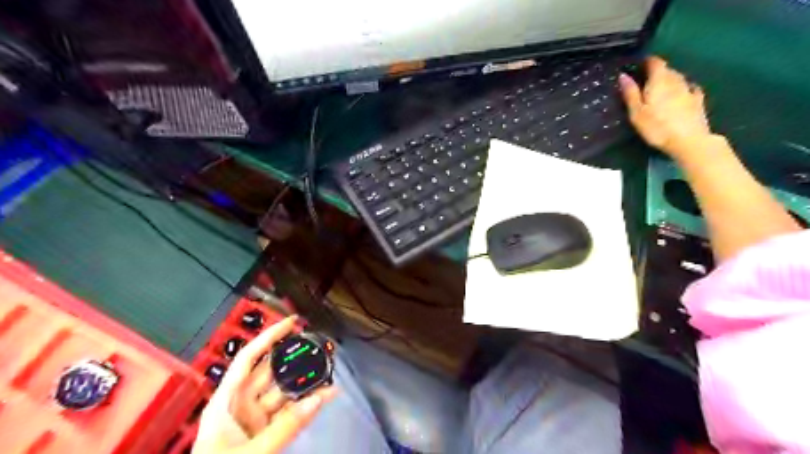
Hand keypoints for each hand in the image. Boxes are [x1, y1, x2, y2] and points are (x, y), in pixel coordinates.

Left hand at [191, 315, 335, 452]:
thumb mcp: (251, 452)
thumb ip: (286, 426)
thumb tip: (319, 398)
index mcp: (226, 402)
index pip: (248, 359)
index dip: (268, 337)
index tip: (291, 322)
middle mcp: (240, 405)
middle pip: (269, 373)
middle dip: (293, 358)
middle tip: (316, 346)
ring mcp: (254, 420)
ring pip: (283, 393)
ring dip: (305, 383)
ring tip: (327, 370)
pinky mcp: (265, 433)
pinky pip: (289, 413)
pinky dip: (306, 405)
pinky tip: (324, 396)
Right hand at [618, 55, 710, 158]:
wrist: (688, 140)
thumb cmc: (657, 127)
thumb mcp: (637, 112)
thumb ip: (630, 93)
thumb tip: (623, 75)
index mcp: (659, 81)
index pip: (655, 63)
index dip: (647, 61)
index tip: (639, 65)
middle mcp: (676, 81)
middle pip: (667, 70)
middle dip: (657, 72)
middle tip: (645, 80)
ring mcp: (689, 90)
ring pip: (678, 78)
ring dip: (669, 79)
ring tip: (660, 87)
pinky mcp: (698, 101)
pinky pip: (690, 88)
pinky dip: (684, 88)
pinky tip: (683, 91)